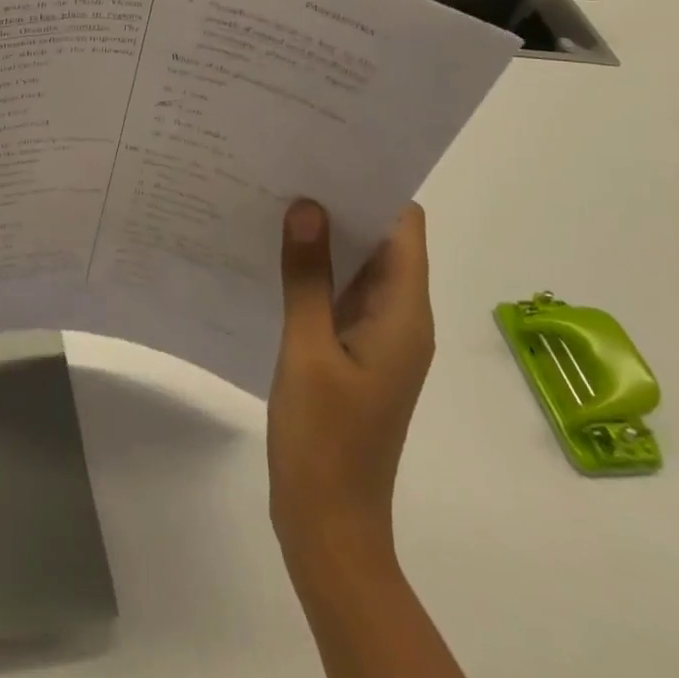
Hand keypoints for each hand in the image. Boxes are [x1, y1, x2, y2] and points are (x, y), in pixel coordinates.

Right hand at [268, 199, 433, 573]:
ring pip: (359, 268)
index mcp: (404, 314)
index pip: (405, 228)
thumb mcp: (308, 348)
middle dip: (342, 203)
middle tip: (289, 165)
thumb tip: (307, 205)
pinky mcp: (353, 353)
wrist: (329, 525)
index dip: (374, 186)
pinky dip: (316, 270)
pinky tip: (273, 253)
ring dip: (326, 236)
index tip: (328, 152)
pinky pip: (341, 295)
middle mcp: (401, 319)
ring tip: (275, 196)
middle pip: (383, 241)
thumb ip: (308, 276)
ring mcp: (377, 338)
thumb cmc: (324, 438)